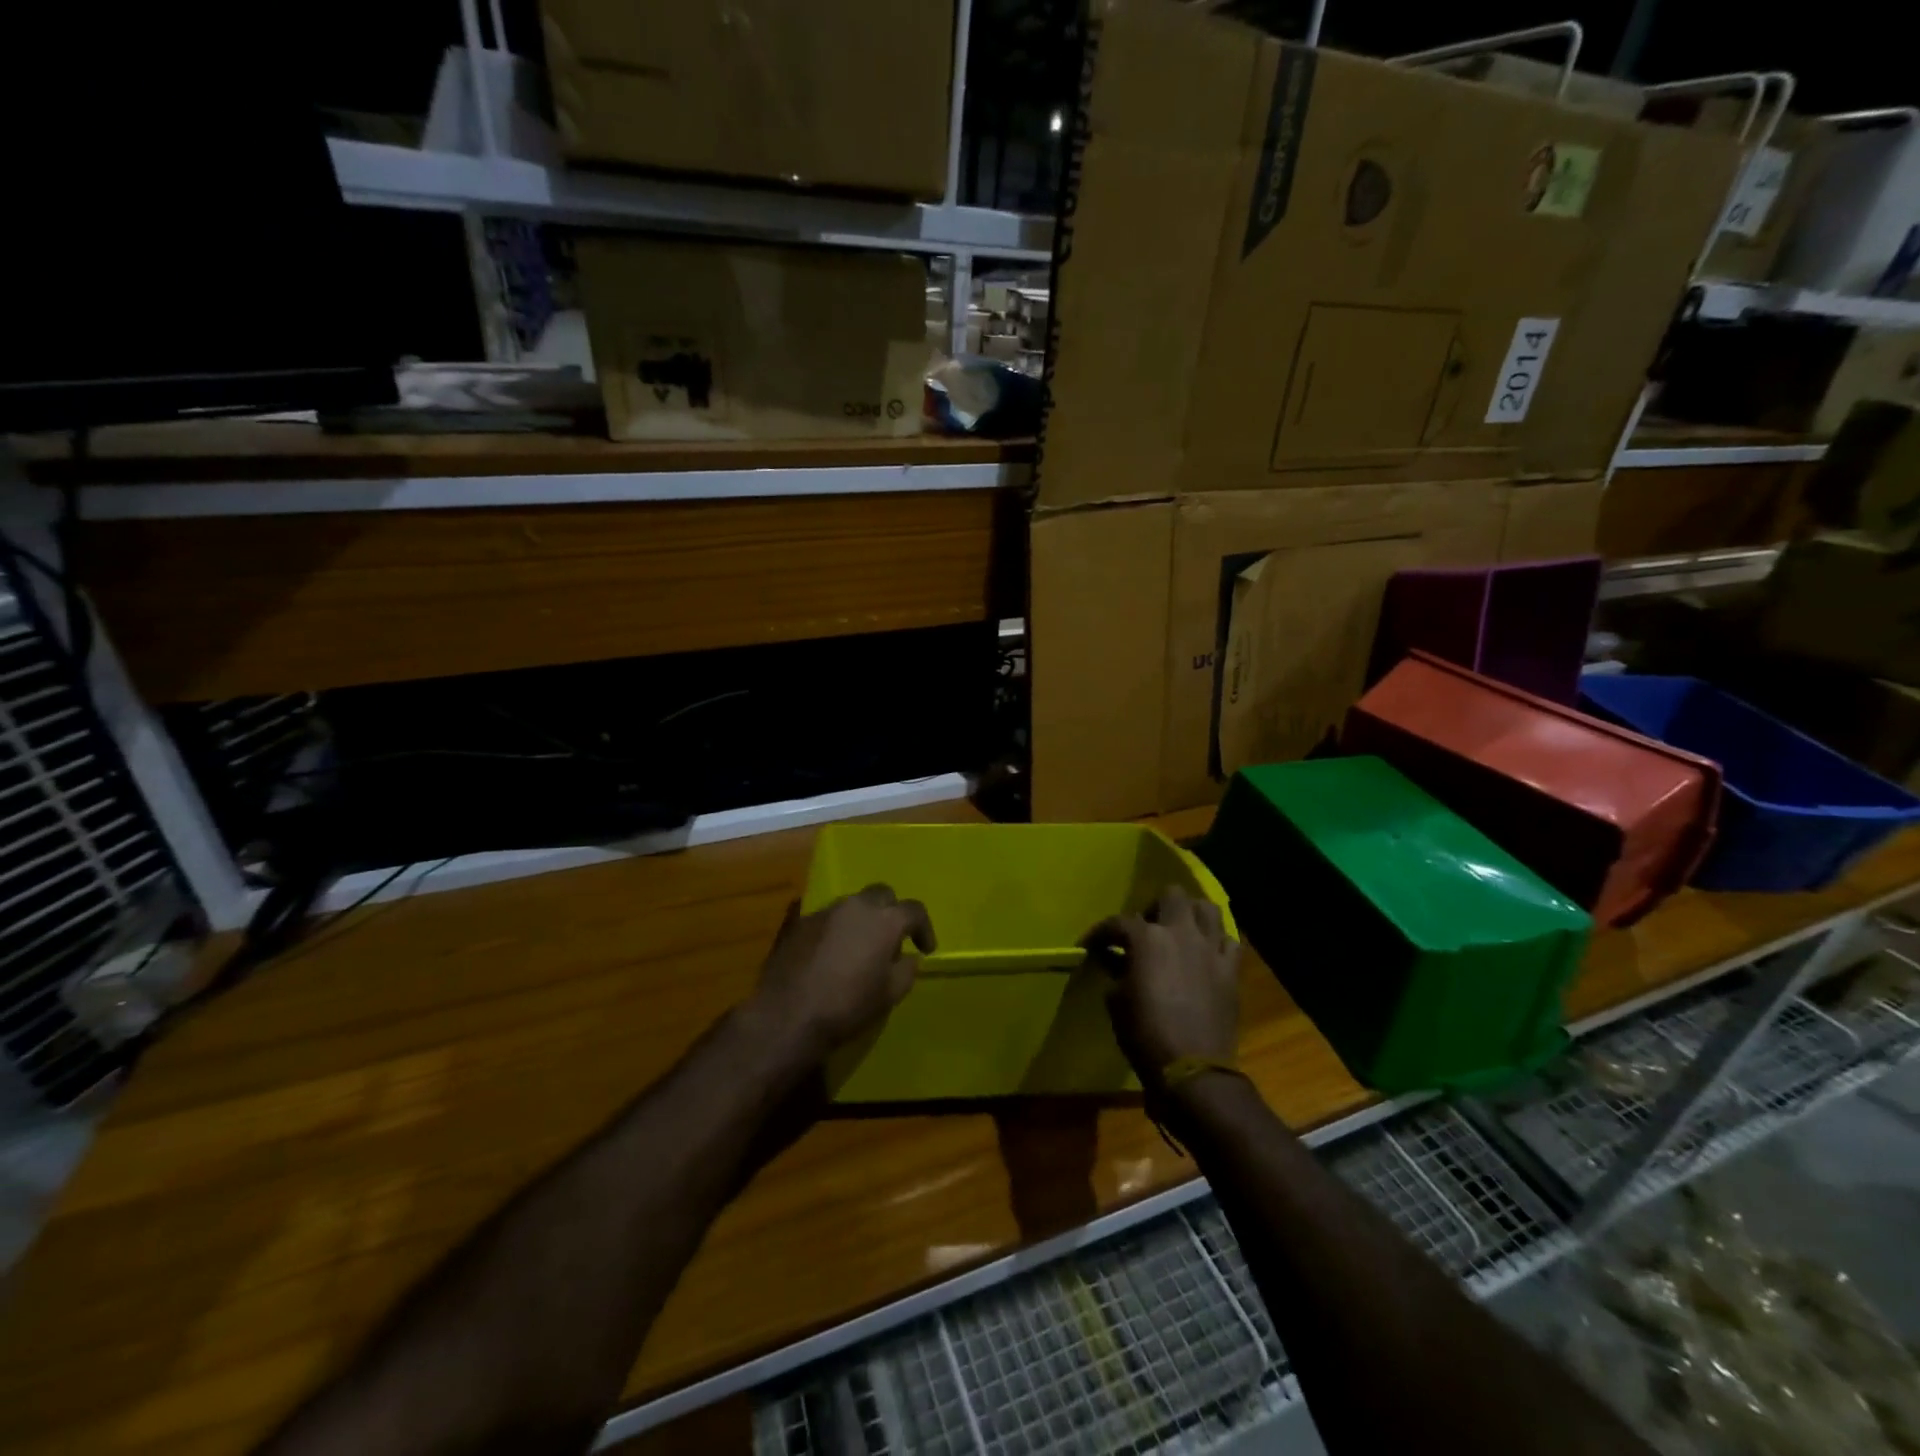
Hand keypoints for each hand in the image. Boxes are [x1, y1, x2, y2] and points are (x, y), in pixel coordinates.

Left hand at [749, 885, 935, 1064]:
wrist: (787, 1015)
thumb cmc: (847, 1006)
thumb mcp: (889, 995)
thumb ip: (906, 970)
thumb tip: (908, 958)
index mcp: (884, 920)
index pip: (914, 910)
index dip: (924, 929)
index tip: (925, 949)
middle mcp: (856, 906)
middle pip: (882, 894)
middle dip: (891, 912)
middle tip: (891, 939)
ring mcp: (824, 911)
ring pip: (852, 904)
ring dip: (862, 919)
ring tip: (860, 947)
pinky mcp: (799, 923)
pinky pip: (827, 919)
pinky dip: (836, 930)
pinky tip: (831, 953)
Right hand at [1084, 886, 1239, 1084]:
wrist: (1193, 1070)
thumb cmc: (1145, 1035)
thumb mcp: (1116, 1002)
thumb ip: (1116, 971)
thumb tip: (1116, 960)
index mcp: (1147, 939)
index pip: (1119, 922)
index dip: (1101, 933)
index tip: (1092, 946)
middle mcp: (1181, 933)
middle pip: (1172, 895)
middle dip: (1155, 907)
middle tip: (1146, 930)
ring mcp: (1211, 949)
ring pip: (1208, 908)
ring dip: (1191, 915)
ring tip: (1180, 932)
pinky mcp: (1232, 970)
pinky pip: (1230, 942)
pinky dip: (1218, 942)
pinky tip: (1207, 953)